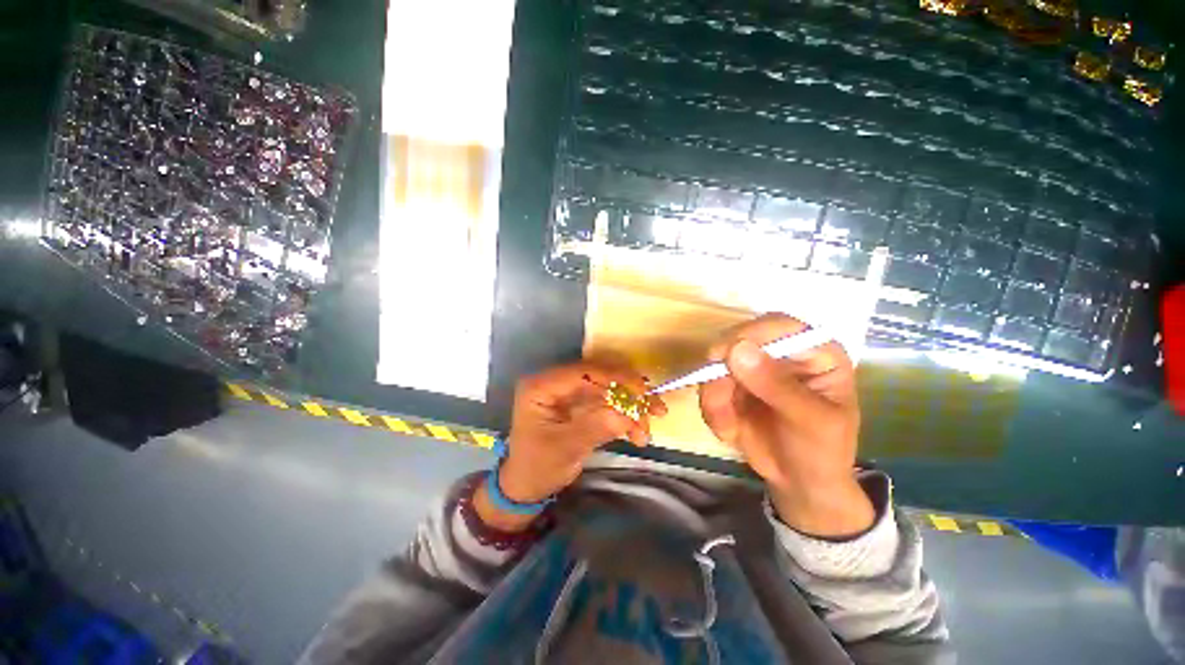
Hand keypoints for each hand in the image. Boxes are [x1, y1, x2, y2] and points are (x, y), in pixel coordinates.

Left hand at [475, 362, 665, 531]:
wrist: (527, 486)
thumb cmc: (537, 467)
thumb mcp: (565, 449)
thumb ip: (595, 428)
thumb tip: (628, 415)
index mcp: (542, 386)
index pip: (584, 371)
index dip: (616, 377)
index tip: (642, 392)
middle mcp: (556, 382)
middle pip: (600, 377)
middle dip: (629, 393)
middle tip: (655, 410)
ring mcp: (569, 392)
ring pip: (608, 389)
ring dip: (630, 407)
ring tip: (646, 431)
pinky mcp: (580, 403)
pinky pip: (607, 402)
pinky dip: (624, 416)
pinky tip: (637, 433)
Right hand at [698, 314, 872, 537]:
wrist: (799, 482)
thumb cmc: (822, 450)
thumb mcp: (811, 421)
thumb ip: (776, 386)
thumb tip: (737, 349)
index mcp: (813, 352)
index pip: (781, 325)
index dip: (752, 333)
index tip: (725, 353)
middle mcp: (779, 353)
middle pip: (739, 339)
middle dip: (723, 369)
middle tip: (716, 397)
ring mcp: (751, 368)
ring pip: (717, 364)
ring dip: (715, 396)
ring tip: (728, 429)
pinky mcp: (730, 384)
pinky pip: (708, 386)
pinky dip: (712, 409)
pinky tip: (729, 432)